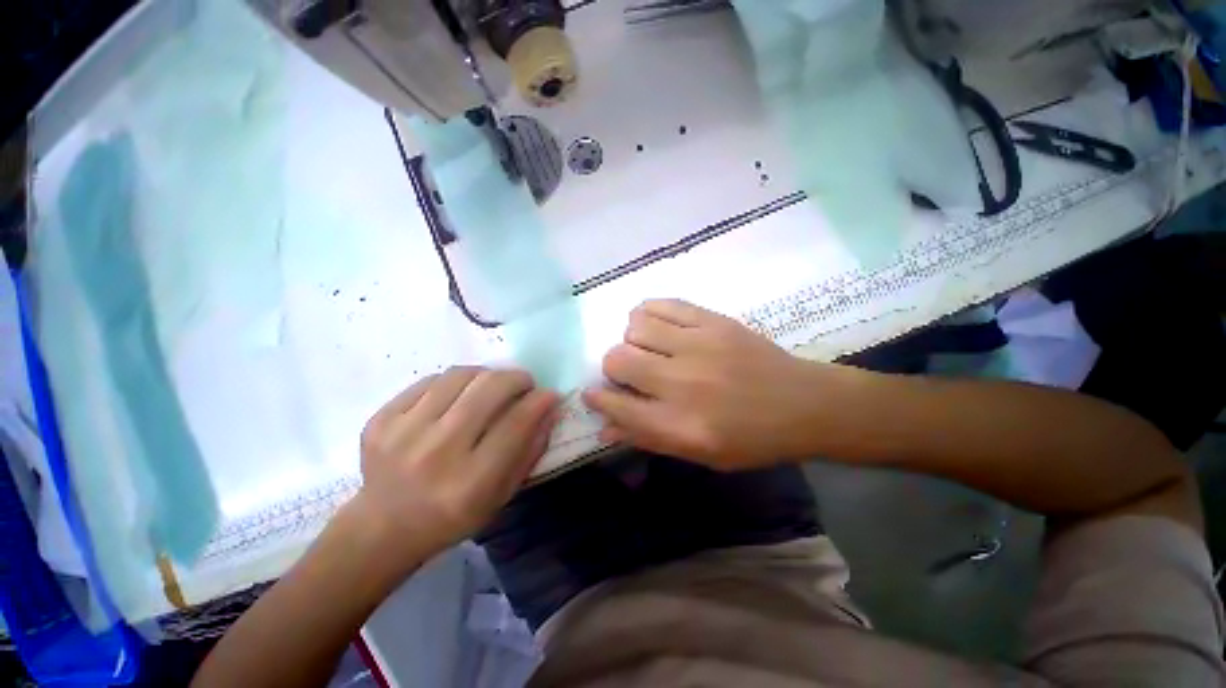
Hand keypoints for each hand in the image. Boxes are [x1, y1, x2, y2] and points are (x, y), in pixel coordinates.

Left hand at [356, 367, 558, 569]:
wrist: (383, 528)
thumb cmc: (452, 517)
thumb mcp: (502, 495)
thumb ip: (530, 450)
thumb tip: (549, 407)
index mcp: (471, 482)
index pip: (516, 423)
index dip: (539, 401)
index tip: (549, 394)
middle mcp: (437, 453)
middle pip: (489, 388)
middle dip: (516, 378)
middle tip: (523, 384)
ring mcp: (404, 432)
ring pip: (461, 375)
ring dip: (487, 375)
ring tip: (491, 387)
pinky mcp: (381, 419)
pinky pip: (431, 380)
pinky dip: (455, 382)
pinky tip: (458, 396)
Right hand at [582, 300, 843, 470]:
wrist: (805, 404)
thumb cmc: (752, 439)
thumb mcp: (700, 454)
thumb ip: (649, 438)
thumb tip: (604, 425)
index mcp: (680, 425)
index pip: (617, 405)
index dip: (597, 398)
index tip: (592, 393)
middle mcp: (683, 383)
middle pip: (618, 359)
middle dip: (613, 367)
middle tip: (629, 372)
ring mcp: (699, 345)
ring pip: (635, 326)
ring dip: (633, 339)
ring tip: (649, 347)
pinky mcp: (713, 321)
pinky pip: (662, 304)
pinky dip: (649, 313)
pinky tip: (658, 325)